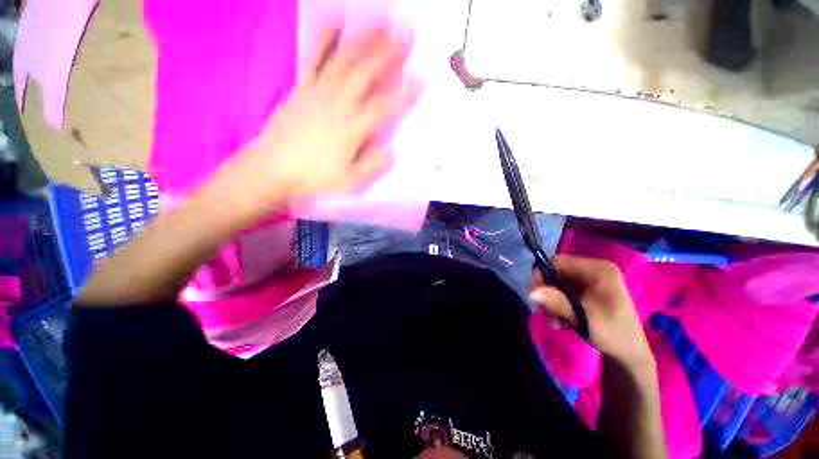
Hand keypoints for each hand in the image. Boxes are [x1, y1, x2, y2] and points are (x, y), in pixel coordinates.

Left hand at [234, 25, 421, 210]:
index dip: (405, 94)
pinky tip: (336, 25)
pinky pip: (315, 59)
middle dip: (388, 52)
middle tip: (405, 34)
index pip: (385, 107)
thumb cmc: (315, 176)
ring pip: (345, 60)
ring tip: (381, 25)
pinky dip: (326, 40)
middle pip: (366, 73)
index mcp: (353, 128)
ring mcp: (319, 91)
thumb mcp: (349, 180)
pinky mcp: (303, 87)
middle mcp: (339, 104)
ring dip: (365, 40)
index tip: (422, 79)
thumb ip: (371, 165)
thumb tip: (390, 152)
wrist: (274, 168)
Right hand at [528, 255, 651, 364]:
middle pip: (555, 272)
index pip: (557, 262)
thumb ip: (557, 303)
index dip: (542, 276)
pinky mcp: (586, 288)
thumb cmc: (613, 335)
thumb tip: (530, 292)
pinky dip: (557, 304)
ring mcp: (589, 278)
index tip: (536, 296)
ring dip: (551, 301)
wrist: (629, 353)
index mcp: (598, 269)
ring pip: (555, 283)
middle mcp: (592, 269)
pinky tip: (561, 319)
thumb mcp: (584, 319)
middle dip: (547, 293)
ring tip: (556, 321)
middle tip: (549, 315)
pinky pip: (561, 290)